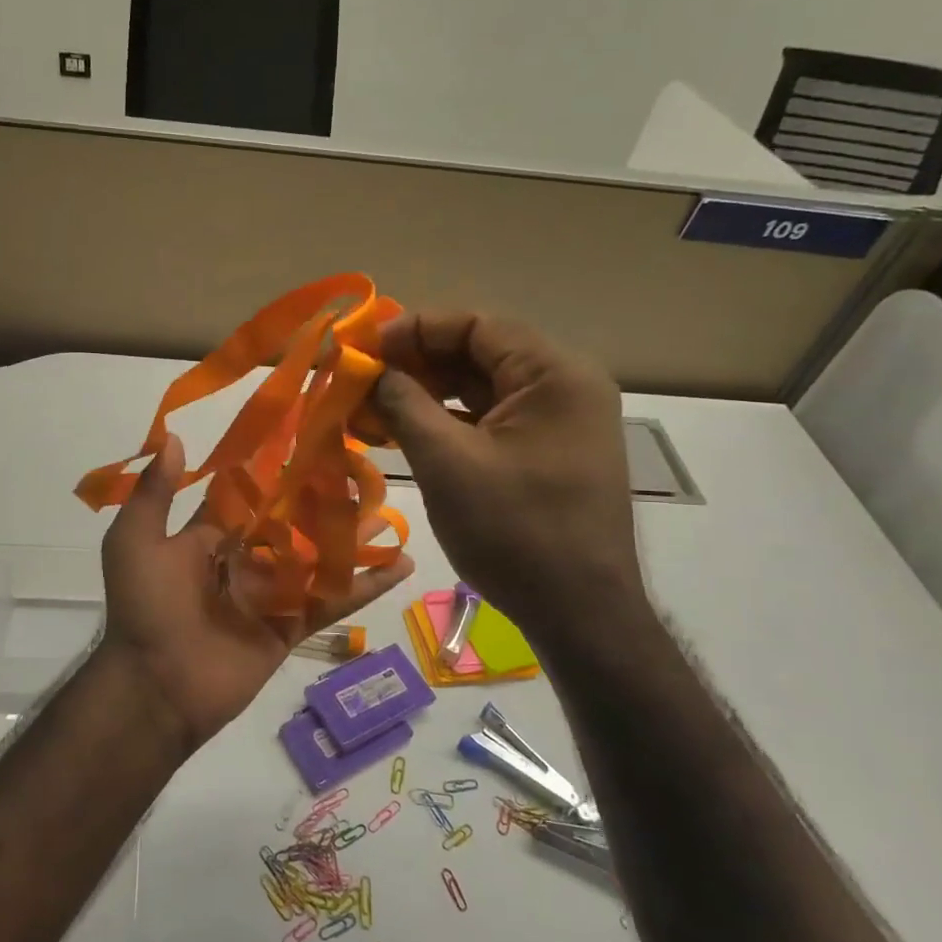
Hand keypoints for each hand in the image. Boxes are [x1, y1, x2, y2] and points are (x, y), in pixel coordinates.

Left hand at [96, 435, 413, 753]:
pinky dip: (366, 585)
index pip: (245, 496)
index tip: (304, 438)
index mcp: (208, 538)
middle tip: (360, 468)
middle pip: (290, 523)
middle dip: (319, 500)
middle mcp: (243, 560)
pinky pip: (332, 601)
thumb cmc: (145, 606)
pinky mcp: (292, 626)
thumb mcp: (135, 541)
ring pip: (318, 558)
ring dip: (352, 536)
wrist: (156, 687)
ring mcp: (271, 594)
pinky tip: (403, 564)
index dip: (271, 470)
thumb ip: (155, 493)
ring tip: (390, 508)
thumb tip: (176, 438)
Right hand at [373, 312, 644, 634]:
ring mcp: (559, 421)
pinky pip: (491, 419)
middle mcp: (565, 386)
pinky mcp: (548, 451)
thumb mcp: (447, 463)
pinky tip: (405, 432)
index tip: (364, 349)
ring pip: (482, 387)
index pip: (476, 325)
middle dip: (416, 363)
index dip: (414, 329)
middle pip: (479, 352)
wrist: (580, 616)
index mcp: (554, 374)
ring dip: (427, 393)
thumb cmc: (515, 533)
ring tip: (372, 407)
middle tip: (362, 380)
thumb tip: (369, 370)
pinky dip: (448, 420)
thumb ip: (404, 404)